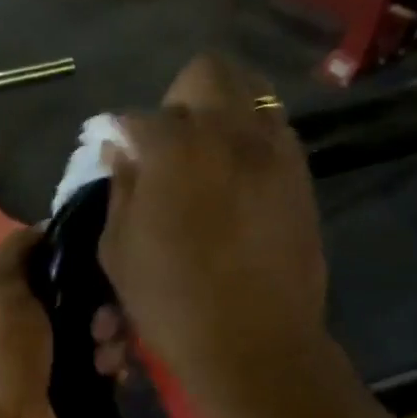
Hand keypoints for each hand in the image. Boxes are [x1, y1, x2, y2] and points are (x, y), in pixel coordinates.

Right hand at [100, 54, 329, 412]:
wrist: (255, 346)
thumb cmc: (174, 303)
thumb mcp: (119, 250)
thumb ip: (120, 188)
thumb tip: (123, 150)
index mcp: (175, 150)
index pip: (138, 117)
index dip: (120, 134)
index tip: (115, 153)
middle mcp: (230, 133)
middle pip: (206, 71)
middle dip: (179, 96)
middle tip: (168, 139)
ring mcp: (274, 151)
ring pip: (252, 92)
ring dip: (222, 110)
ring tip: (206, 153)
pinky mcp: (301, 176)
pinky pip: (275, 132)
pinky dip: (252, 138)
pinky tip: (237, 176)